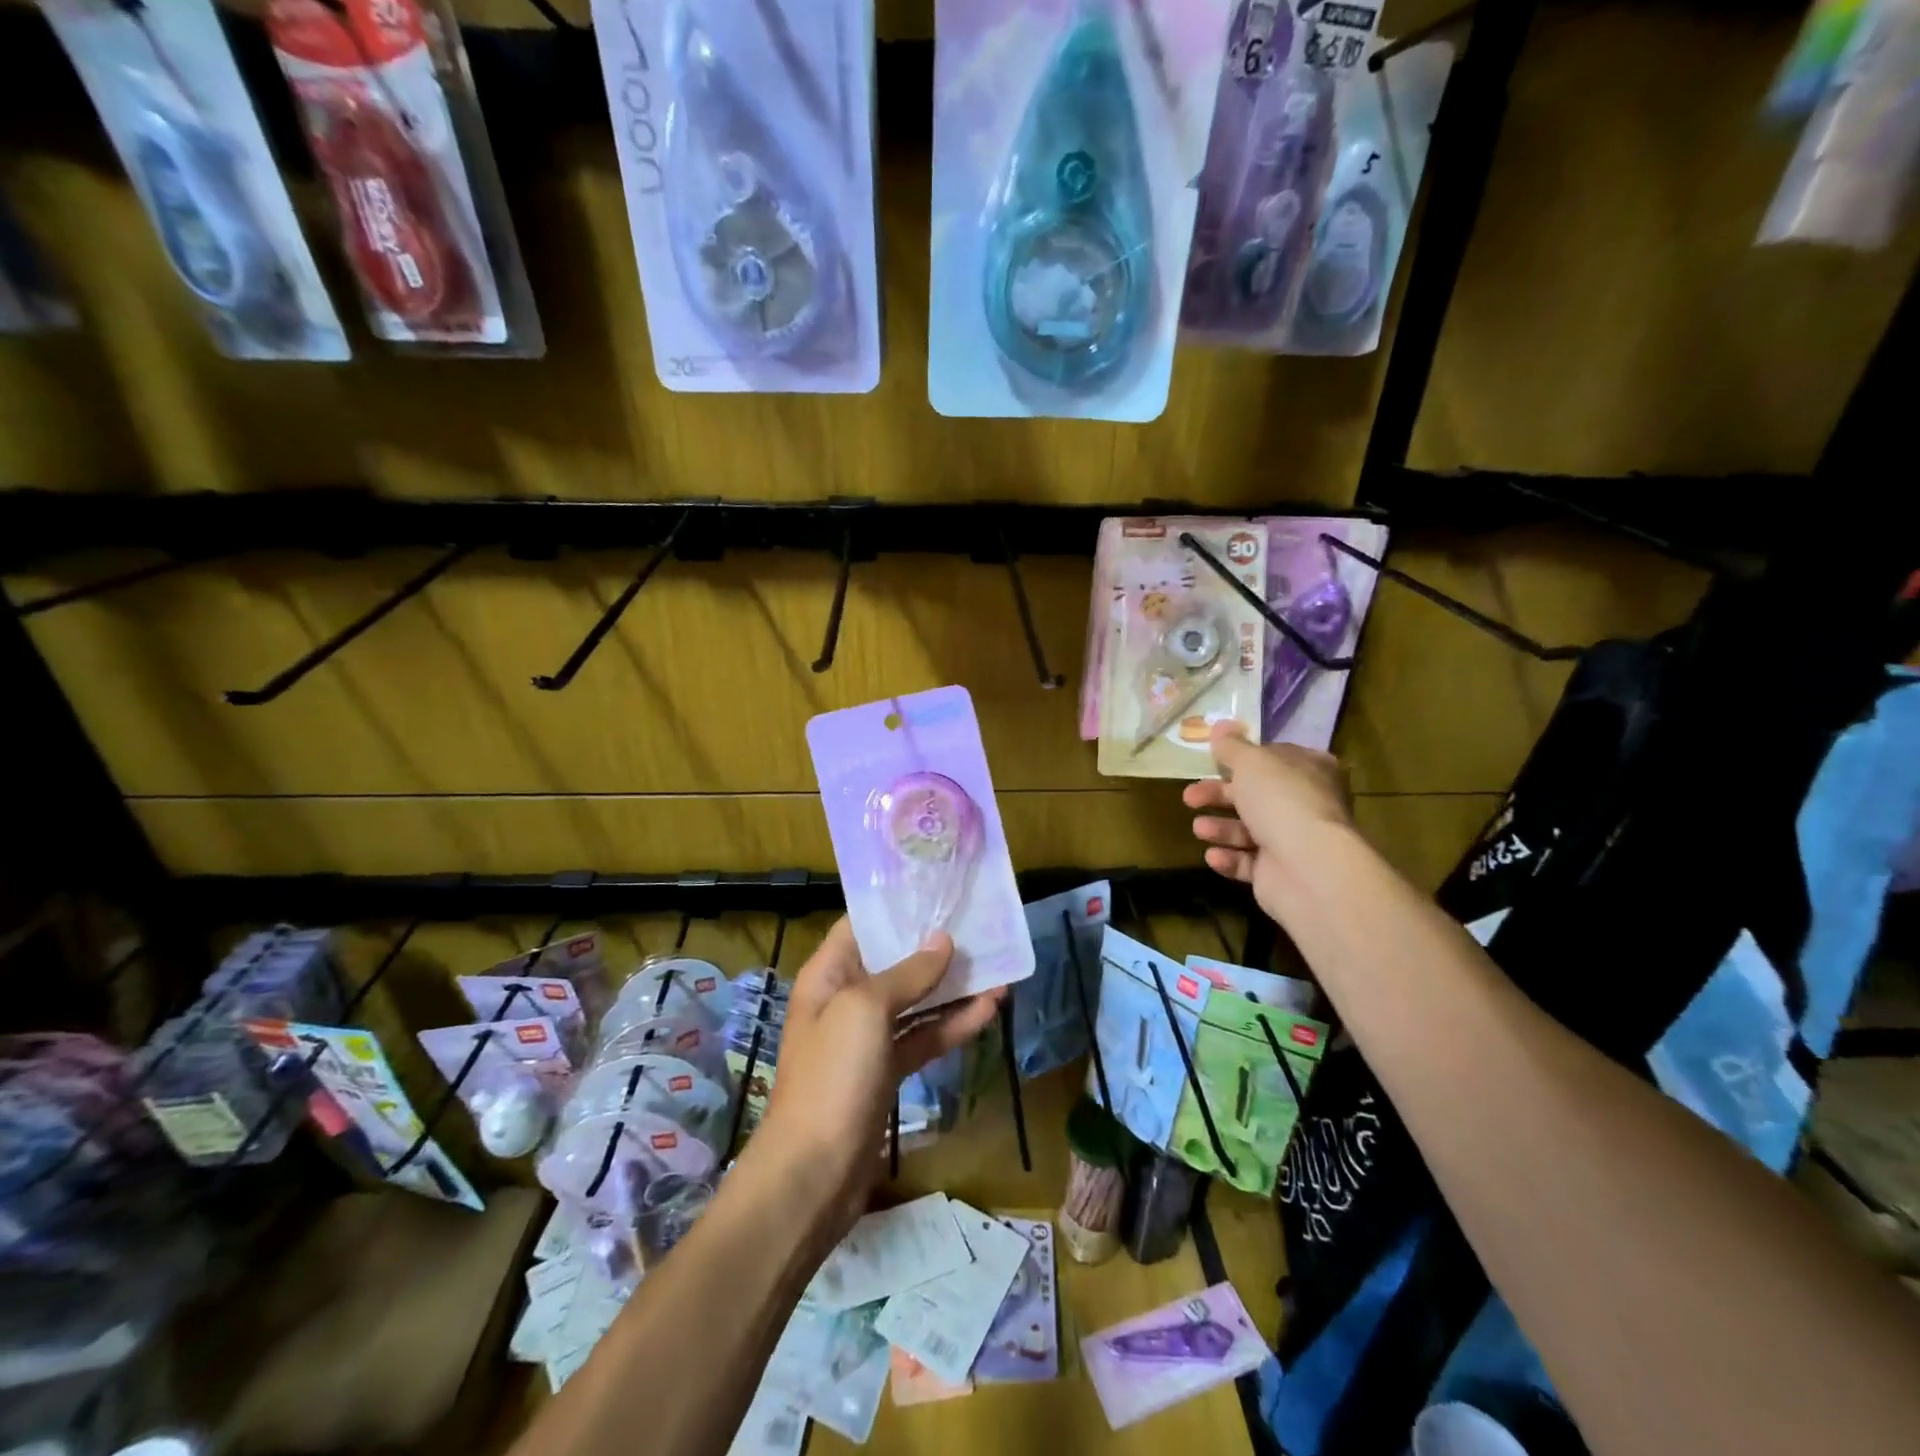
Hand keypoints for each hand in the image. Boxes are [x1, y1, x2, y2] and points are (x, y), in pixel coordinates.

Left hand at [754, 918, 1002, 1237]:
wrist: (814, 1173)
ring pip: (916, 1001)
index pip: (862, 924)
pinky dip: (953, 1025)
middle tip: (979, 925)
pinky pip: (923, 1037)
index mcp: (829, 974)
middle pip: (895, 961)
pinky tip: (989, 1010)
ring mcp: (867, 1038)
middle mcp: (846, 999)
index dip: (897, 906)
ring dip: (953, 987)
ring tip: (998, 967)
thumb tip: (942, 941)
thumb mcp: (866, 1010)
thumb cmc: (832, 1075)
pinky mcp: (887, 1071)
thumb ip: (907, 973)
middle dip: (935, 947)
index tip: (938, 890)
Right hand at [1183, 721, 1356, 915]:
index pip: (1276, 758)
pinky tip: (1214, 855)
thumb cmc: (1281, 800)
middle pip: (1255, 795)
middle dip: (1218, 795)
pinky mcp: (1280, 873)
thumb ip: (1232, 746)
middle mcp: (1306, 804)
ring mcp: (1295, 841)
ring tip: (1199, 828)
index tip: (1214, 760)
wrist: (1306, 866)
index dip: (1245, 758)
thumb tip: (1221, 726)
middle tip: (1189, 797)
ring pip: (1249, 830)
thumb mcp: (1251, 762)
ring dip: (1220, 828)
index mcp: (1310, 770)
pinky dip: (1229, 858)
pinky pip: (1248, 862)